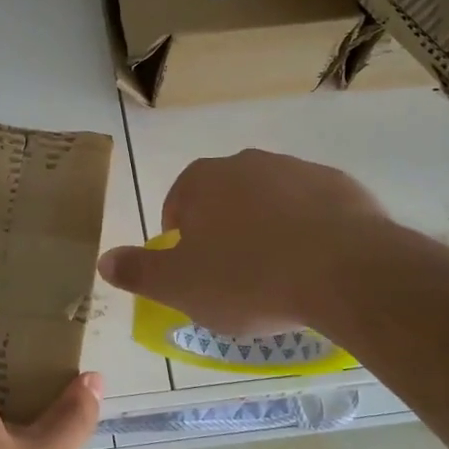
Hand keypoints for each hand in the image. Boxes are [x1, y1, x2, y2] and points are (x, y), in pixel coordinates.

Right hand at [97, 149, 389, 336]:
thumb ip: (138, 271)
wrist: (344, 271)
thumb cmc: (248, 278)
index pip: (178, 205)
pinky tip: (317, 266)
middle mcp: (247, 163)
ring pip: (270, 202)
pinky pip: (313, 210)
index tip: (198, 274)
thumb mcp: (180, 286)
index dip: (182, 242)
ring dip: (268, 230)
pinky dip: (309, 232)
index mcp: (202, 180)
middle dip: (225, 233)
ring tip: (280, 275)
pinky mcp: (341, 185)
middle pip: (224, 200)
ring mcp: (297, 169)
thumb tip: (104, 261)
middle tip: (237, 278)